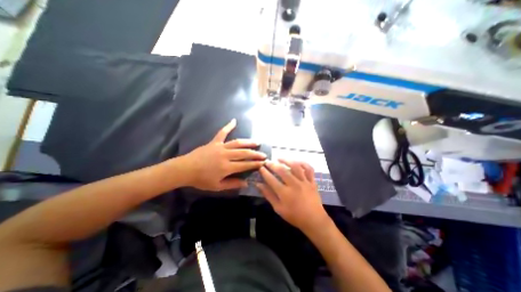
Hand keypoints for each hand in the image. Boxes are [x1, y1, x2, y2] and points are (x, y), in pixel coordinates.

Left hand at [181, 119, 267, 191]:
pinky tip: (234, 121)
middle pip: (244, 153)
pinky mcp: (214, 142)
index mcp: (227, 167)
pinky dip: (228, 126)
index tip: (263, 163)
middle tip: (264, 154)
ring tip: (257, 142)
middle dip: (255, 154)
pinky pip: (222, 133)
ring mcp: (220, 147)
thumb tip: (246, 183)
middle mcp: (226, 155)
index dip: (255, 164)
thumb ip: (233, 184)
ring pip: (237, 143)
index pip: (245, 165)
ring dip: (248, 142)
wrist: (185, 169)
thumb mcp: (217, 186)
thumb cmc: (201, 180)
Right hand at [259, 159, 331, 233]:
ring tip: (279, 158)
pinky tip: (296, 161)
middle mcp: (294, 185)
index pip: (271, 179)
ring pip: (295, 166)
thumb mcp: (278, 208)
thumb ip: (268, 195)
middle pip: (282, 171)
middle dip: (273, 164)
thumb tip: (258, 185)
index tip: (260, 167)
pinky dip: (303, 163)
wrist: (314, 220)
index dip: (264, 172)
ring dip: (286, 160)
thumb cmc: (294, 216)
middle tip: (267, 161)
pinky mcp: (312, 181)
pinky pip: (308, 169)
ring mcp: (304, 182)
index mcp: (285, 193)